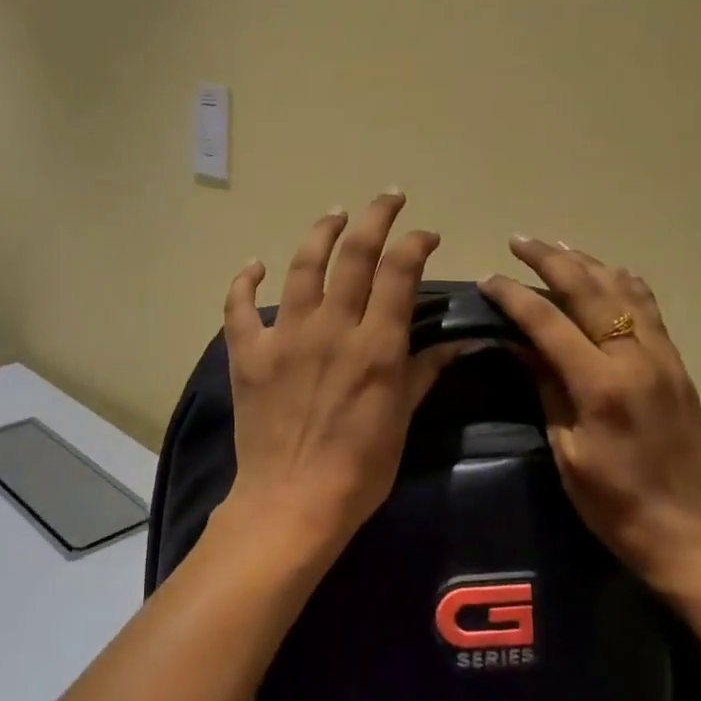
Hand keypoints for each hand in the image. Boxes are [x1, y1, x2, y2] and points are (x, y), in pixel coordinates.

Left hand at [215, 193, 465, 565]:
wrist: (291, 503)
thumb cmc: (359, 469)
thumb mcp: (402, 420)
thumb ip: (424, 371)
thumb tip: (462, 342)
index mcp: (375, 345)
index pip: (399, 271)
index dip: (415, 242)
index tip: (425, 234)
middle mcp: (331, 328)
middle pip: (354, 254)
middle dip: (375, 216)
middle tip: (386, 198)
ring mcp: (285, 337)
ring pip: (302, 266)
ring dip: (321, 233)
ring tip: (335, 216)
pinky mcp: (248, 354)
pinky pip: (239, 307)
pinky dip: (245, 281)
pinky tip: (255, 265)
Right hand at [480, 238, 700, 594]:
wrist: (693, 530)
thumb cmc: (616, 504)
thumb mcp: (567, 451)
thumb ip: (546, 389)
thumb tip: (521, 346)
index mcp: (601, 385)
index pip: (548, 321)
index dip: (514, 296)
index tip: (487, 280)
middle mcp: (635, 358)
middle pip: (588, 290)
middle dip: (549, 260)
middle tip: (519, 241)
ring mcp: (663, 357)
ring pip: (622, 290)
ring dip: (587, 263)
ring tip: (557, 246)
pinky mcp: (677, 365)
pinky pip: (650, 309)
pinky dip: (625, 283)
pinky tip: (611, 272)